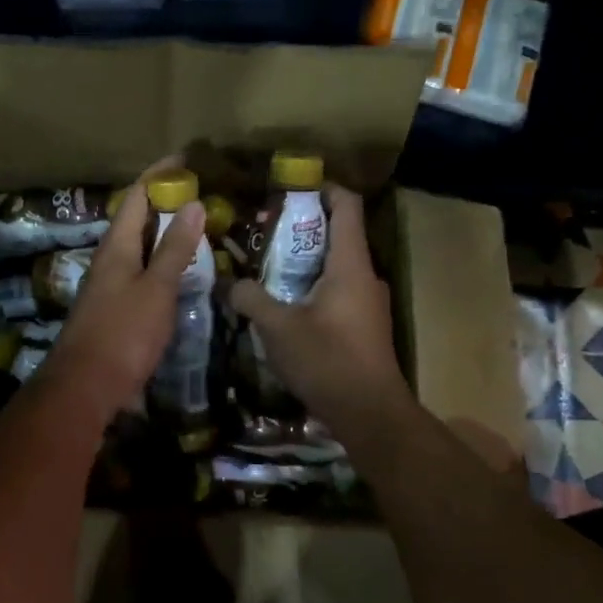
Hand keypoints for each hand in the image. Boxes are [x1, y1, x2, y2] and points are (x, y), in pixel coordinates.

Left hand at [43, 158, 205, 416]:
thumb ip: (174, 248)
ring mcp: (109, 284)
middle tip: (200, 193)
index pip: (136, 196)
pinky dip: (161, 260)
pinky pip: (140, 270)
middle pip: (136, 218)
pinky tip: (179, 270)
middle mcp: (109, 258)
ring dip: (164, 232)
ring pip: (138, 245)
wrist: (85, 386)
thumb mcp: (156, 288)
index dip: (159, 174)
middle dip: (165, 201)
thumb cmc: (123, 333)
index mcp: (117, 246)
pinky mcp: (114, 307)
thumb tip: (193, 204)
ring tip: (196, 226)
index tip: (186, 159)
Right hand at [227, 184, 412, 438]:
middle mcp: (365, 276)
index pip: (347, 205)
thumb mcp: (278, 328)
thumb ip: (252, 299)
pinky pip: (337, 290)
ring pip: (336, 265)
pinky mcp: (364, 325)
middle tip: (263, 231)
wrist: (371, 415)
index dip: (323, 187)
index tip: (291, 187)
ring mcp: (368, 302)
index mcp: (351, 264)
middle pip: (338, 233)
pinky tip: (284, 303)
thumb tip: (232, 283)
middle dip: (301, 226)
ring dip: (304, 260)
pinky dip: (312, 285)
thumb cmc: (328, 361)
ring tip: (267, 266)